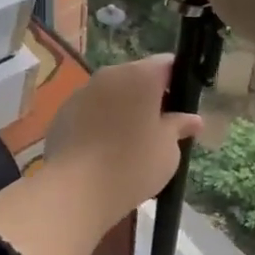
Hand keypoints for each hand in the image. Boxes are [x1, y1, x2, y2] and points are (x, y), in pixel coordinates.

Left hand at [47, 55, 203, 228]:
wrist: (75, 190)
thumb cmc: (132, 165)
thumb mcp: (168, 150)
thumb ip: (178, 127)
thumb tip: (192, 119)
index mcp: (140, 76)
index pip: (167, 64)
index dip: (177, 82)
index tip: (180, 107)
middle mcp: (109, 74)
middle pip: (136, 77)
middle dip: (148, 98)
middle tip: (158, 130)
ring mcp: (81, 92)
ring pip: (111, 94)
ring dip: (122, 110)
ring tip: (128, 144)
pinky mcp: (62, 113)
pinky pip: (89, 111)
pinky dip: (99, 123)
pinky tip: (102, 152)